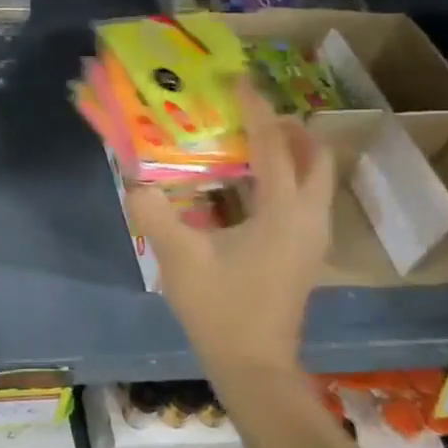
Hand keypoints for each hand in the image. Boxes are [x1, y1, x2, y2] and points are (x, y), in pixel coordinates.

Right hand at [126, 80, 334, 373]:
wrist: (253, 366)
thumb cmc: (221, 309)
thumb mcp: (179, 258)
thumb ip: (153, 212)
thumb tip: (133, 179)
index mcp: (284, 213)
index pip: (275, 146)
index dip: (256, 111)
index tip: (238, 82)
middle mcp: (309, 219)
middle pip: (314, 157)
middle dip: (286, 129)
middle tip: (249, 117)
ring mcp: (312, 239)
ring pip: (314, 180)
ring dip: (288, 154)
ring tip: (246, 144)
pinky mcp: (304, 255)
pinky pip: (303, 201)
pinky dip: (283, 181)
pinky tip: (243, 190)